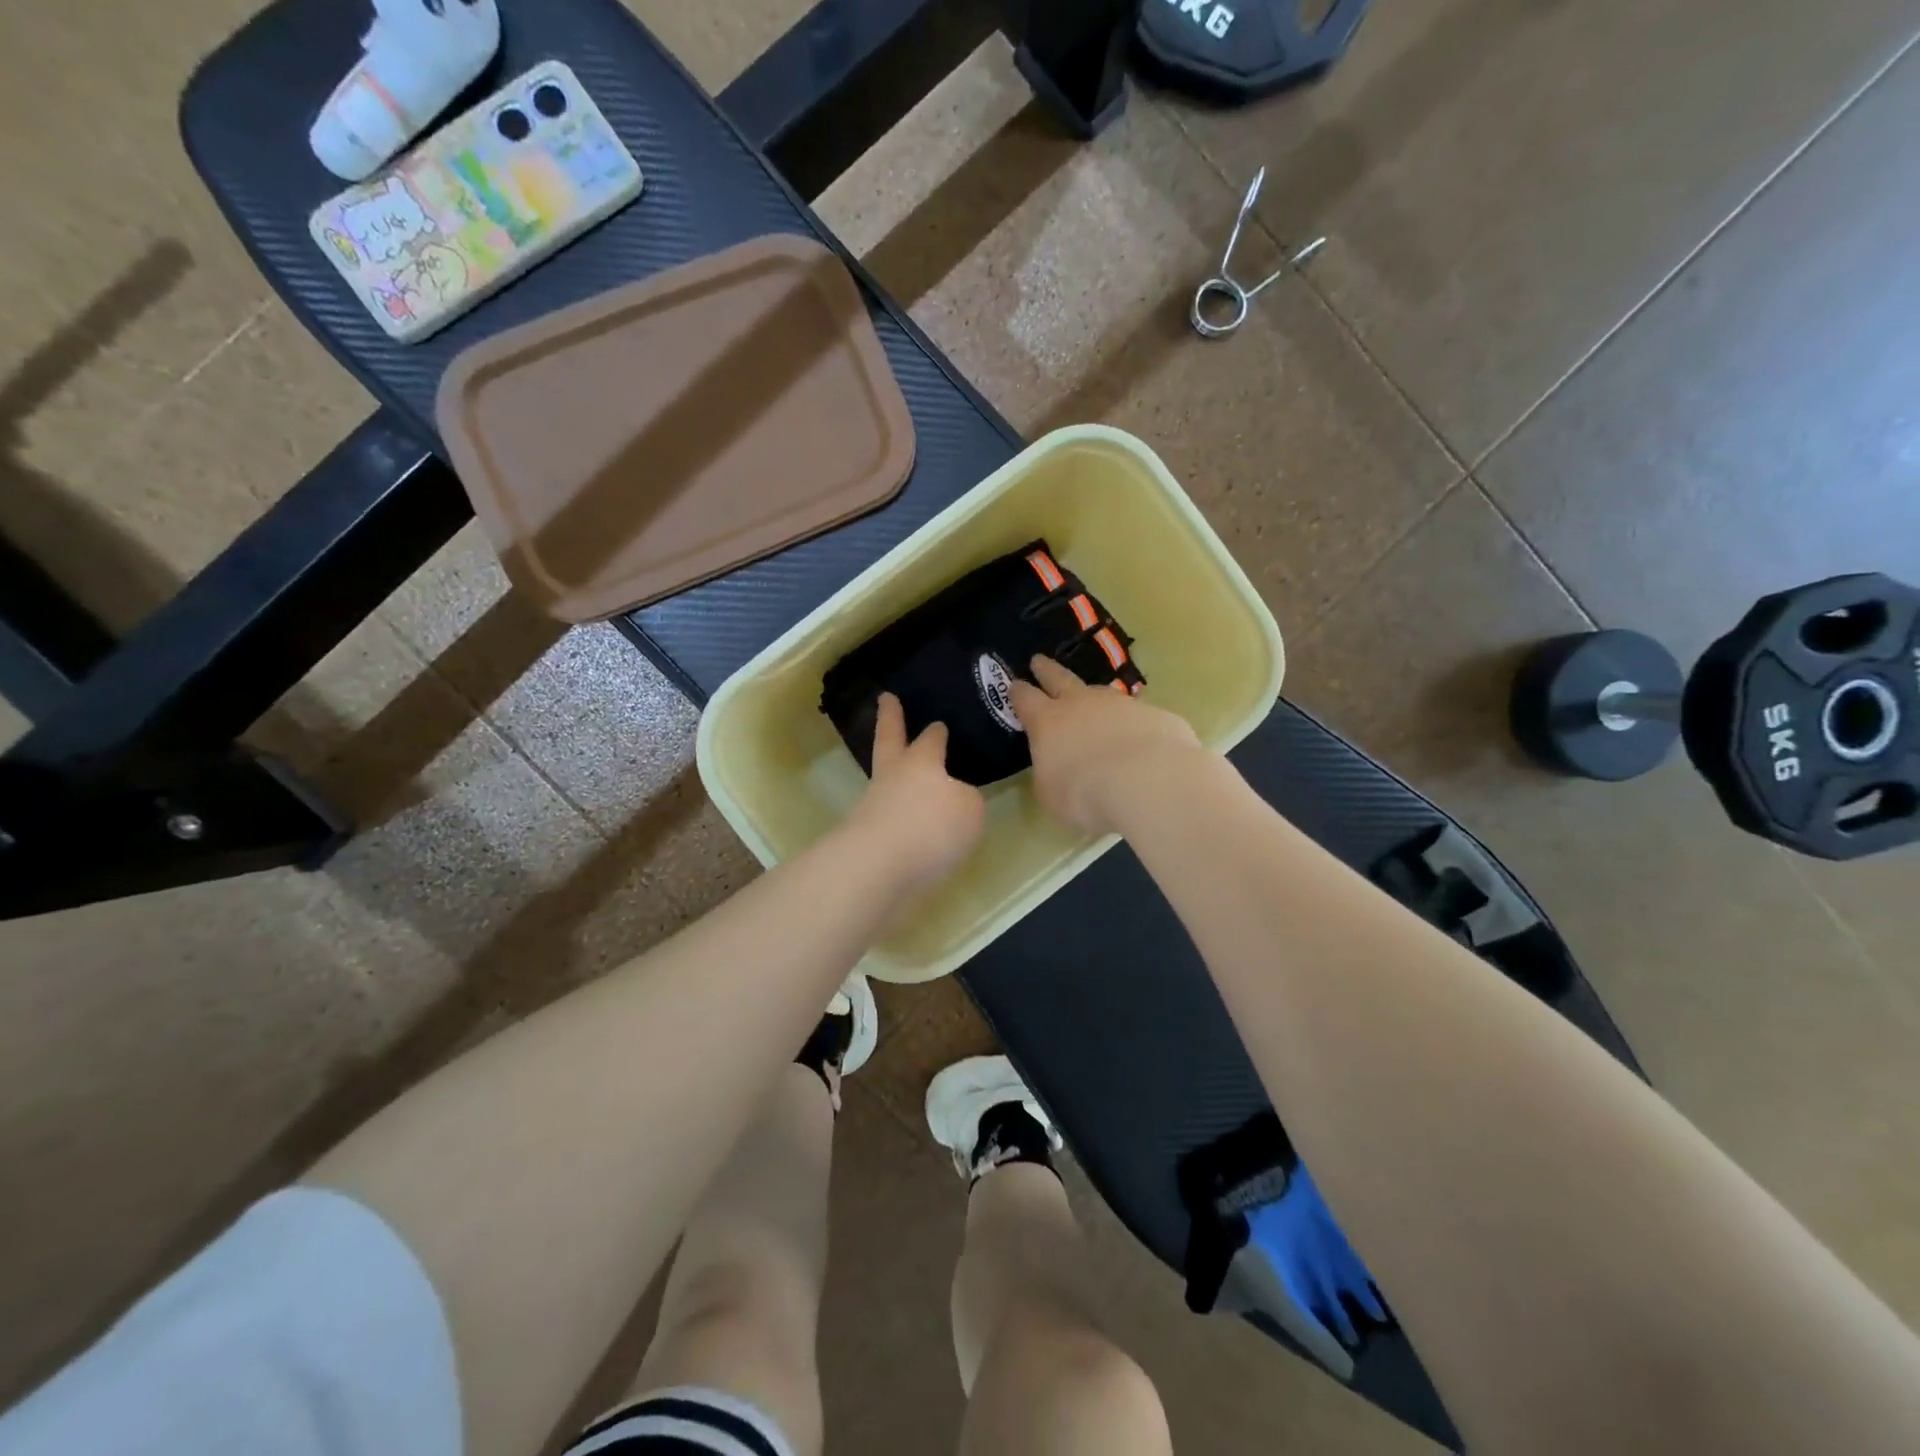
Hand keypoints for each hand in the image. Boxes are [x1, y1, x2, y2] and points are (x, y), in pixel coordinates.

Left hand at [841, 693, 985, 892]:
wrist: (877, 869)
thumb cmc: (930, 826)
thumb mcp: (970, 810)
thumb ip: (967, 801)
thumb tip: (954, 802)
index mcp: (921, 761)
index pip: (931, 739)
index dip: (937, 731)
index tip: (938, 723)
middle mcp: (894, 777)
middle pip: (890, 741)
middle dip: (890, 719)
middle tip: (886, 699)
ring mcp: (875, 807)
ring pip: (887, 782)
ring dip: (896, 776)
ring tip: (911, 779)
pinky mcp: (868, 839)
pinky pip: (890, 820)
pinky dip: (901, 819)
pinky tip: (916, 830)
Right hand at [1009, 656, 1206, 836]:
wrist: (1147, 781)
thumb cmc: (1085, 793)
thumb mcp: (1050, 793)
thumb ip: (1049, 773)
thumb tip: (1056, 766)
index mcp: (1047, 721)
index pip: (1025, 699)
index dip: (1018, 692)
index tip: (1014, 684)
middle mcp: (1081, 703)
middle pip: (1059, 678)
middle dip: (1047, 670)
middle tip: (1039, 660)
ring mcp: (1120, 704)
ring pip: (1101, 693)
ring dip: (1093, 696)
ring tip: (1093, 701)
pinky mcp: (1154, 714)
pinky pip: (1137, 715)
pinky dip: (1132, 723)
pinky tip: (1138, 738)